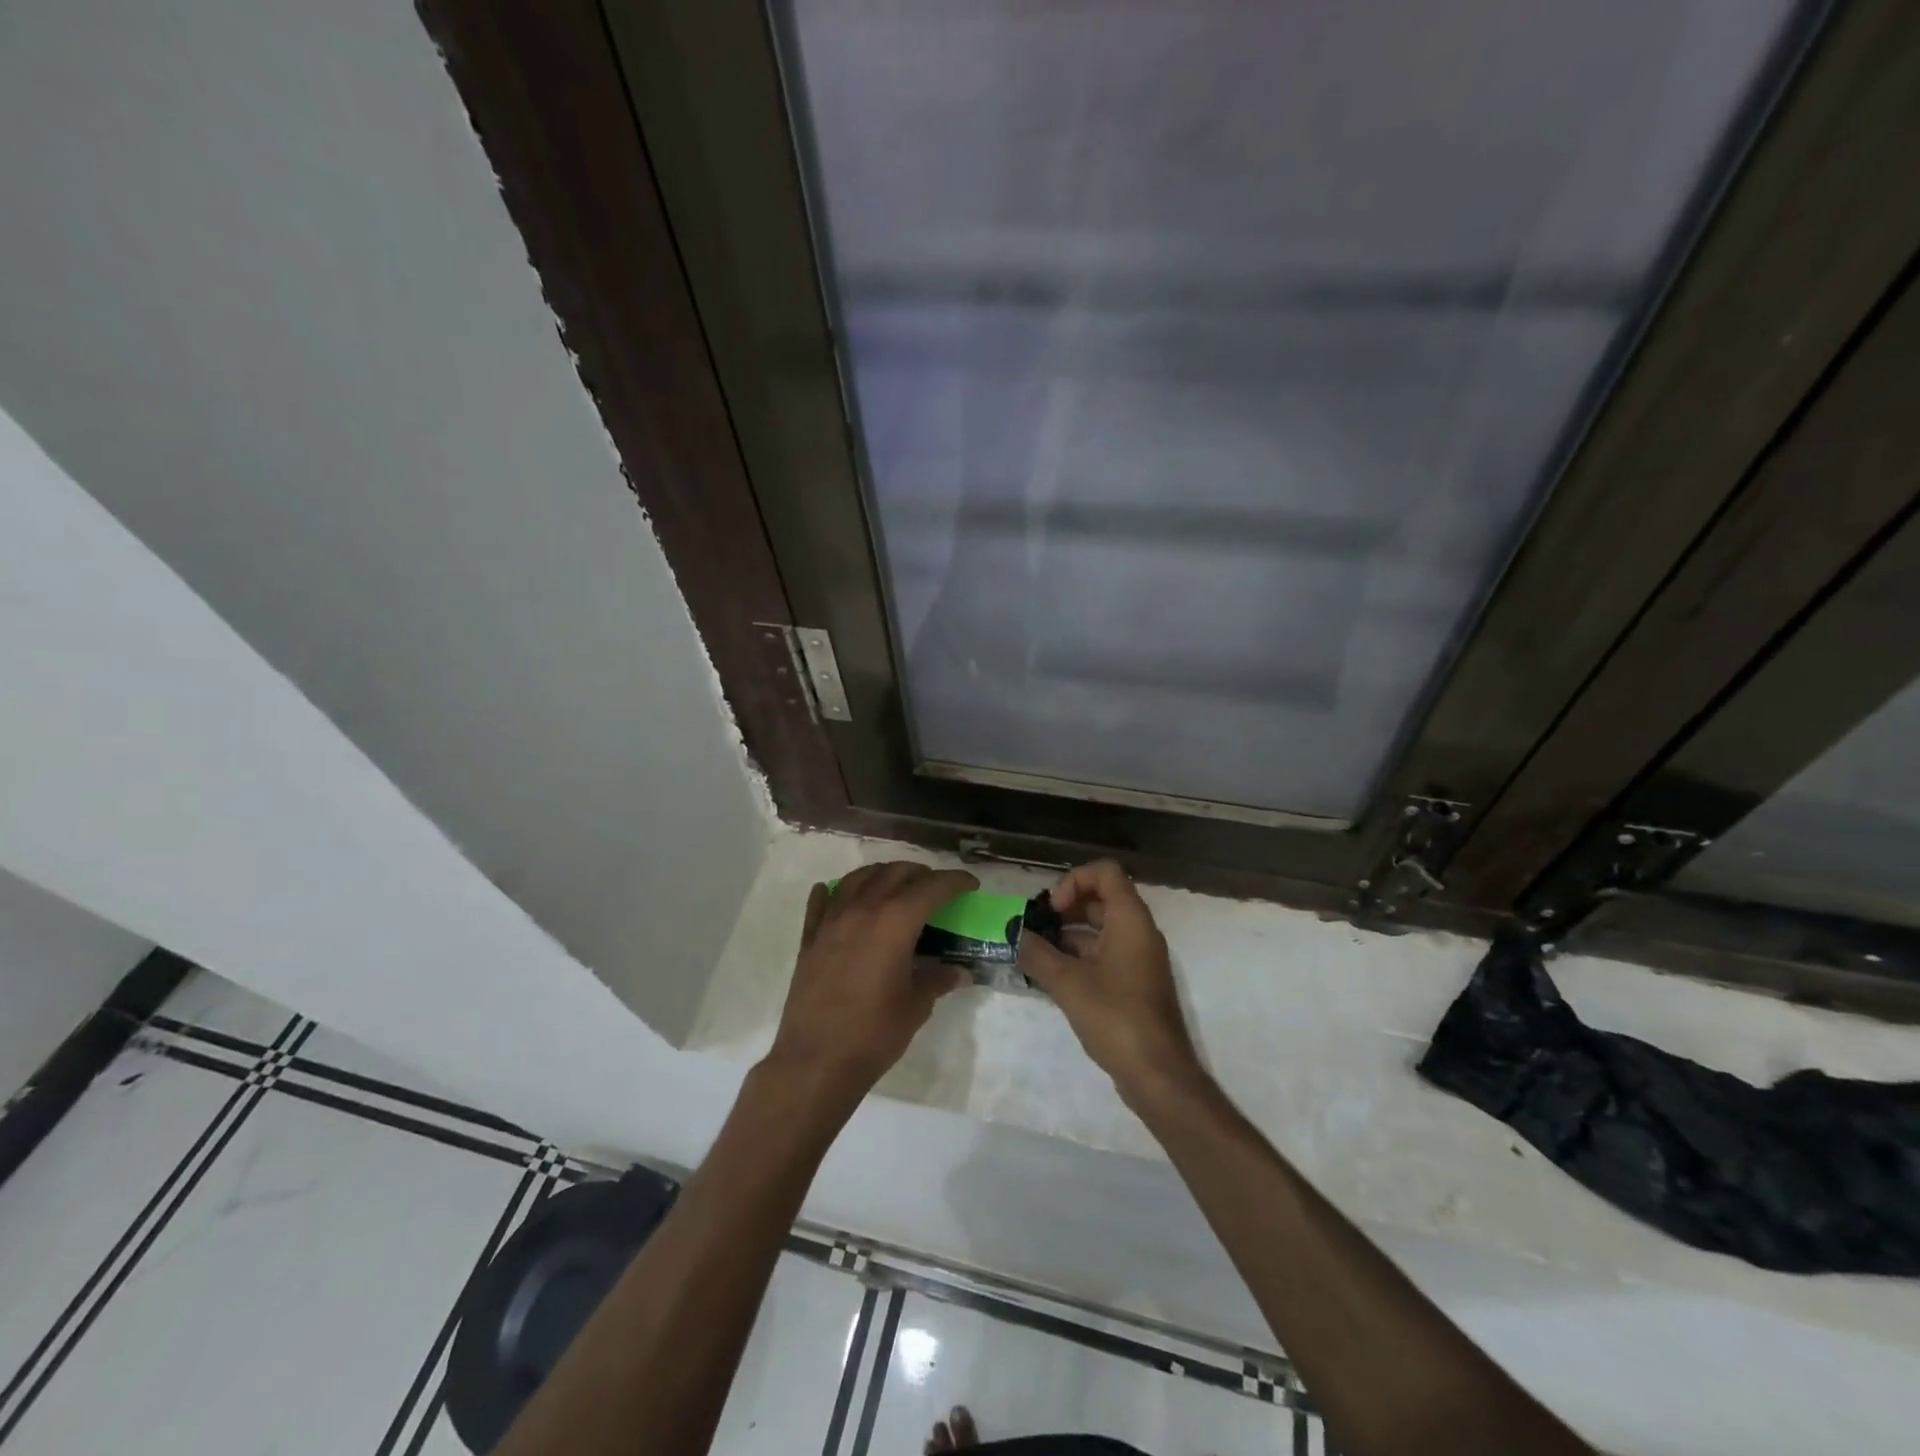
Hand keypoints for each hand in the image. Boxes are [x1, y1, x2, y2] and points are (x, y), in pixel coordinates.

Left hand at [764, 861, 977, 1113]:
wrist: (816, 1060)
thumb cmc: (874, 1033)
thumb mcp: (916, 1006)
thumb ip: (937, 979)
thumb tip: (960, 972)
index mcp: (895, 921)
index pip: (932, 887)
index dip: (955, 881)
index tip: (970, 884)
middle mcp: (863, 909)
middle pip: (895, 873)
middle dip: (920, 874)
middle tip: (936, 888)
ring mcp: (831, 921)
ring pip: (858, 878)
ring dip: (882, 874)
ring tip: (895, 885)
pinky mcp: (809, 939)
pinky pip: (822, 902)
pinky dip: (834, 891)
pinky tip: (838, 894)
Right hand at [1021, 860, 1204, 1101]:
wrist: (1157, 1074)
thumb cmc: (1115, 1017)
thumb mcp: (1067, 983)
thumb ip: (1037, 953)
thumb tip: (1015, 934)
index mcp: (1130, 920)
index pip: (1105, 872)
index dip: (1074, 881)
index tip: (1053, 910)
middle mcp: (1139, 931)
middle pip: (1101, 898)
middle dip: (1066, 908)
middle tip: (1037, 929)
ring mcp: (1139, 958)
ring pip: (1101, 928)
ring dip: (1069, 934)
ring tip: (1036, 953)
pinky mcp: (1135, 982)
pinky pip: (1105, 953)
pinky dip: (1079, 956)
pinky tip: (1052, 976)